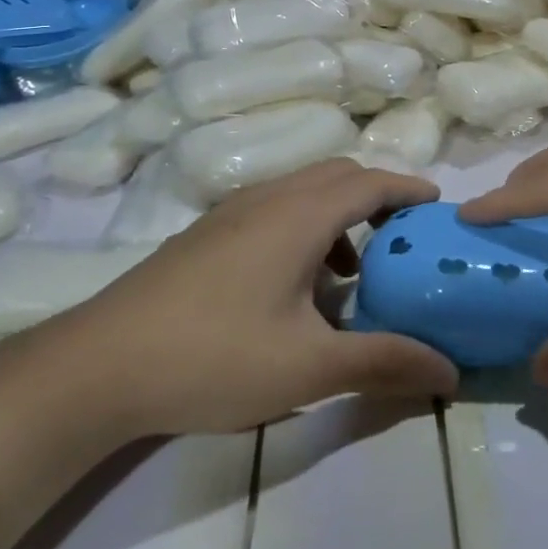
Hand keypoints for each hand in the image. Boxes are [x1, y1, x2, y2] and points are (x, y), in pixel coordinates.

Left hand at [5, 160, 459, 443]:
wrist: (97, 366)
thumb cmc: (213, 356)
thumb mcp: (309, 367)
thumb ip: (384, 362)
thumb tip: (450, 373)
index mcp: (298, 215)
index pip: (370, 182)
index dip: (409, 189)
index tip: (438, 207)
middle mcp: (266, 199)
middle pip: (337, 175)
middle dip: (378, 197)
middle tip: (403, 238)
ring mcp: (229, 213)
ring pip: (301, 191)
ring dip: (339, 214)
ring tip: (353, 271)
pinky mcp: (204, 235)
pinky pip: (273, 209)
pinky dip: (305, 227)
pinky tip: (295, 286)